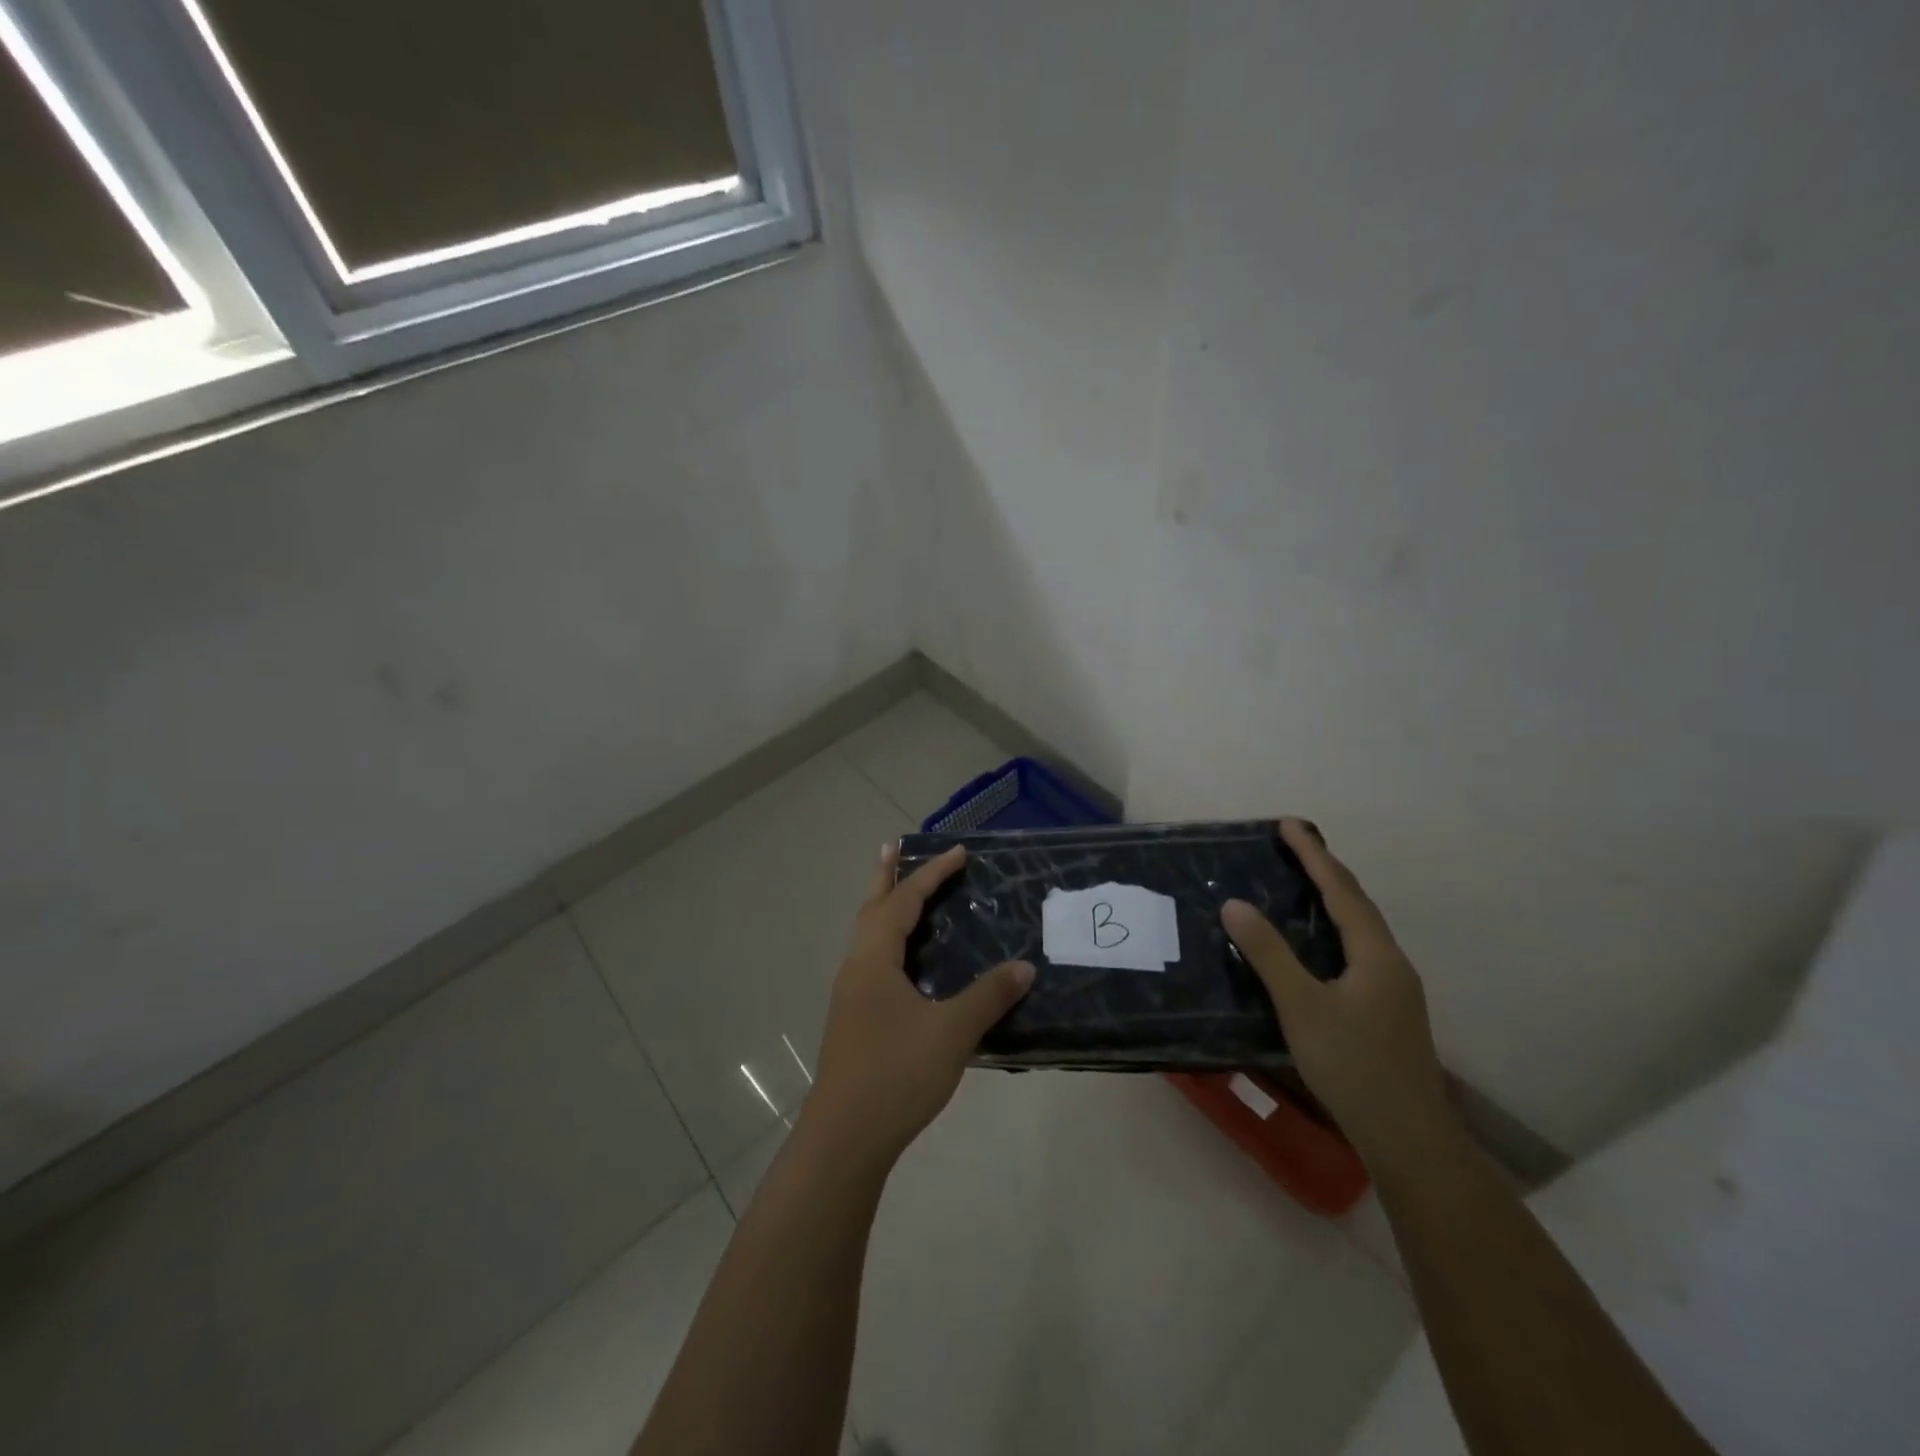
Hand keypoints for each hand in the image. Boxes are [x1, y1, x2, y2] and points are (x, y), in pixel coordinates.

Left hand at [805, 844, 1034, 1167]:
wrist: (844, 1138)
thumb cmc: (896, 1074)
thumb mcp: (952, 1032)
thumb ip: (989, 996)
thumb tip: (1024, 966)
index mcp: (874, 960)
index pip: (905, 901)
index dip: (931, 874)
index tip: (959, 852)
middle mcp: (857, 968)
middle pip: (872, 909)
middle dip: (887, 877)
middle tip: (894, 848)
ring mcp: (850, 995)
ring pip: (867, 936)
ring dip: (884, 908)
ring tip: (899, 893)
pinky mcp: (853, 1019)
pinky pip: (871, 960)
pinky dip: (887, 941)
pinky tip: (903, 962)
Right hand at [1221, 819, 1451, 1169]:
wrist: (1407, 1137)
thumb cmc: (1353, 1066)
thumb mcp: (1302, 1007)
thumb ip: (1268, 954)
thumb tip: (1234, 904)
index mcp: (1375, 955)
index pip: (1341, 890)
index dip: (1313, 855)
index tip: (1288, 824)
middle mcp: (1391, 963)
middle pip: (1356, 903)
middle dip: (1325, 869)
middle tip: (1292, 844)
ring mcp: (1393, 988)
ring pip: (1359, 928)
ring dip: (1331, 898)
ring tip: (1301, 880)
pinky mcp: (1386, 1009)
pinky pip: (1357, 949)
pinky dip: (1333, 927)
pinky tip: (1316, 942)